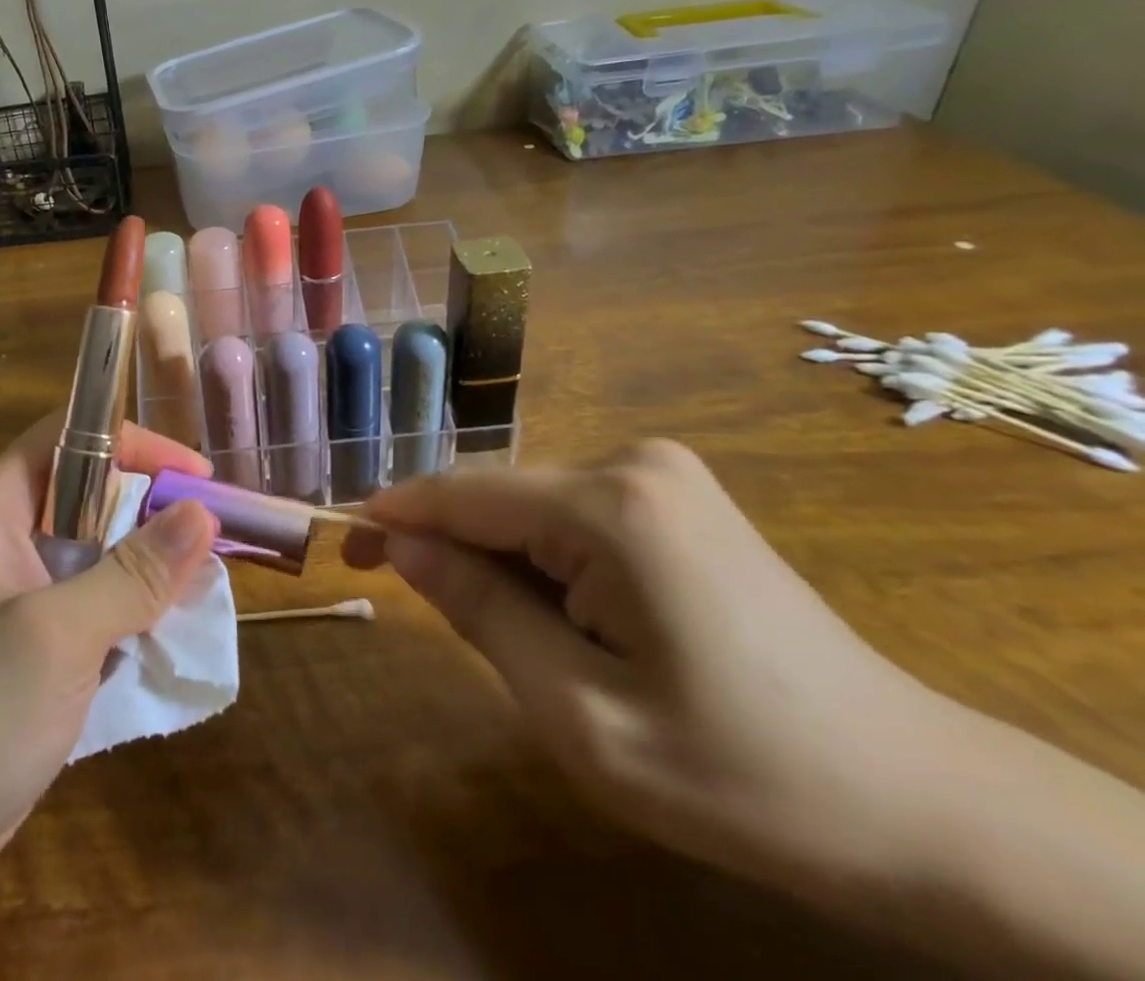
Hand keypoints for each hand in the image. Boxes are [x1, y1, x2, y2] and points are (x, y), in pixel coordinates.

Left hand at [0, 416, 217, 966]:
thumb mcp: (54, 638)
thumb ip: (131, 574)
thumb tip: (201, 512)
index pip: (71, 437)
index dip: (136, 443)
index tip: (199, 478)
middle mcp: (2, 541)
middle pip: (91, 496)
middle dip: (152, 511)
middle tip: (215, 540)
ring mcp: (14, 600)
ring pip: (96, 556)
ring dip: (147, 569)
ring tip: (204, 589)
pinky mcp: (27, 653)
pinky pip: (90, 610)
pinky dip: (130, 616)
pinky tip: (167, 638)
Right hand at [343, 440, 942, 903]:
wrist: (924, 803)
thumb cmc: (742, 774)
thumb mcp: (581, 714)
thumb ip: (479, 612)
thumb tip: (404, 546)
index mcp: (609, 506)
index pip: (463, 492)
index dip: (393, 512)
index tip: (341, 539)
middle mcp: (633, 462)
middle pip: (498, 497)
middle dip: (447, 544)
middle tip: (402, 598)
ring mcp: (662, 474)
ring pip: (531, 507)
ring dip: (499, 561)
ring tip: (511, 638)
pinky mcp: (677, 497)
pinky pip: (572, 515)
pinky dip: (542, 560)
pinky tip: (566, 620)